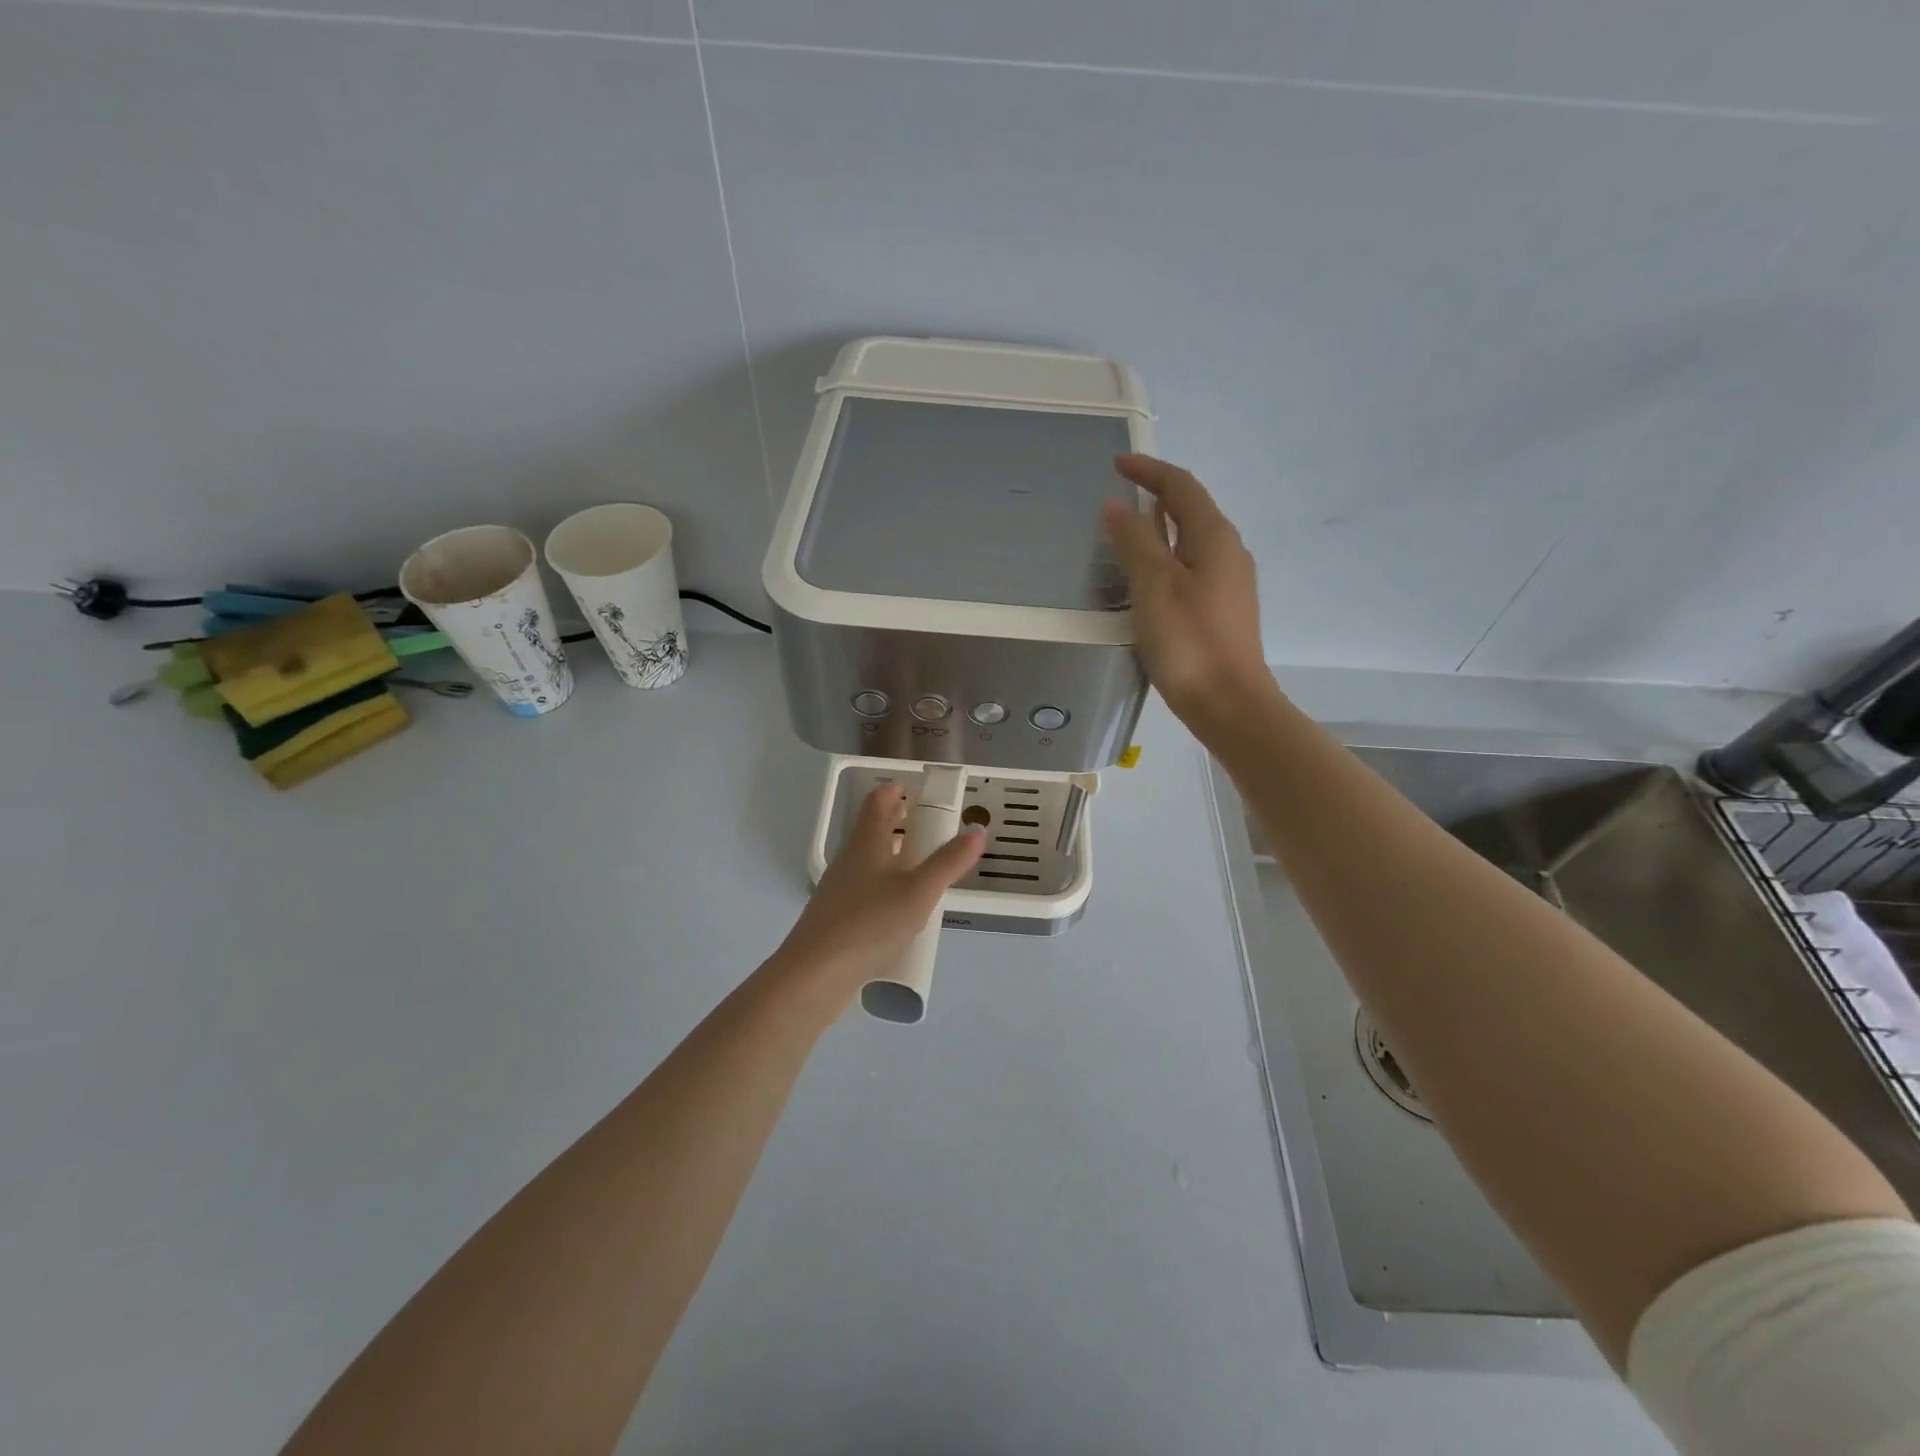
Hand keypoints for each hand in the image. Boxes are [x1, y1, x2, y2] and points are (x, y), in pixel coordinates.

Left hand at [766, 785, 983, 1009]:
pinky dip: (886, 888)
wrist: (814, 976)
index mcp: (866, 844)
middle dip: (900, 824)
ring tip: (924, 868)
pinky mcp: (836, 920)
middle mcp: (849, 861)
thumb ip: (949, 861)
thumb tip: (977, 829)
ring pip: (870, 863)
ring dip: (895, 858)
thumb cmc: (870, 923)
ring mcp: (839, 891)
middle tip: (931, 827)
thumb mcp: (919, 892)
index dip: (896, 791)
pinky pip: (866, 892)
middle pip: (873, 831)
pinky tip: (902, 910)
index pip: (877, 802)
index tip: (918, 791)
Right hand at [1102, 454, 1271, 727]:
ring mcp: (1229, 582)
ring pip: (1192, 540)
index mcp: (1214, 538)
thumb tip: (1118, 506)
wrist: (1229, 703)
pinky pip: (1193, 567)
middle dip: (1157, 497)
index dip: (1149, 471)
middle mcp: (1228, 552)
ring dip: (1161, 528)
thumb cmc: (1188, 642)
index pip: (1182, 487)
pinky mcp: (1223, 609)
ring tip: (1128, 534)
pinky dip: (1168, 558)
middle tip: (1120, 498)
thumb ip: (1135, 542)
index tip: (1117, 465)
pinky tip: (1148, 578)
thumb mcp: (1153, 586)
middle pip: (1192, 510)